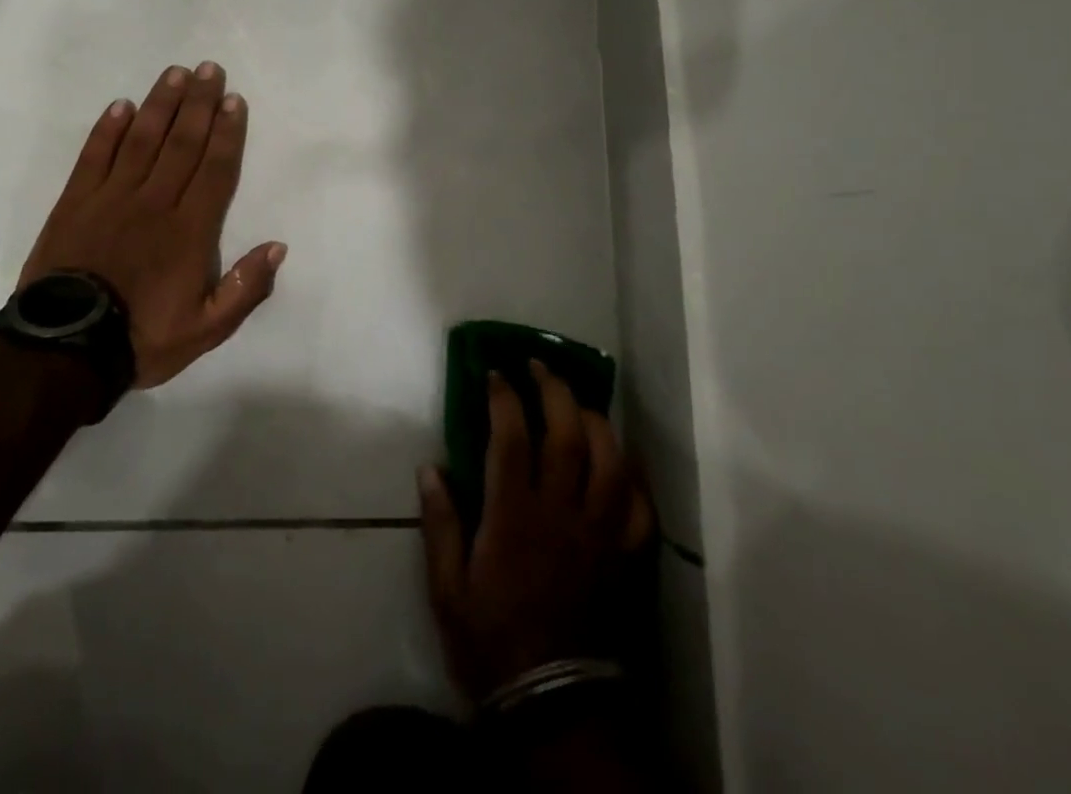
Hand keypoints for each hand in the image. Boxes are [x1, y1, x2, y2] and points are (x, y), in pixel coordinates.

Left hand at [18, 63, 285, 387]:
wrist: (64, 352)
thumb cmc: (141, 338)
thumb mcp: (206, 330)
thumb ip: (245, 289)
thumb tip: (277, 246)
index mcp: (189, 231)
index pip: (214, 170)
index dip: (227, 133)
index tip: (233, 100)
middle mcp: (154, 202)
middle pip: (181, 143)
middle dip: (198, 104)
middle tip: (209, 69)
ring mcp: (111, 198)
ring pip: (141, 140)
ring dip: (160, 104)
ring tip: (175, 74)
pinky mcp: (74, 202)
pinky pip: (94, 157)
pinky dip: (107, 130)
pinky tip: (121, 105)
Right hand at [419, 362, 654, 700]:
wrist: (552, 704)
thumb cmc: (491, 640)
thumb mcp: (447, 588)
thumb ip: (439, 523)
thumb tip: (430, 467)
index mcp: (514, 517)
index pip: (512, 437)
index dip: (505, 397)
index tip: (495, 373)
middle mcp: (561, 514)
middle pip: (568, 435)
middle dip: (555, 390)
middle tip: (539, 366)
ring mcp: (599, 534)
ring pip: (611, 461)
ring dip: (596, 421)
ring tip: (578, 403)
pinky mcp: (624, 557)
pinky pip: (640, 507)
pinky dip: (634, 475)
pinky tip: (622, 457)